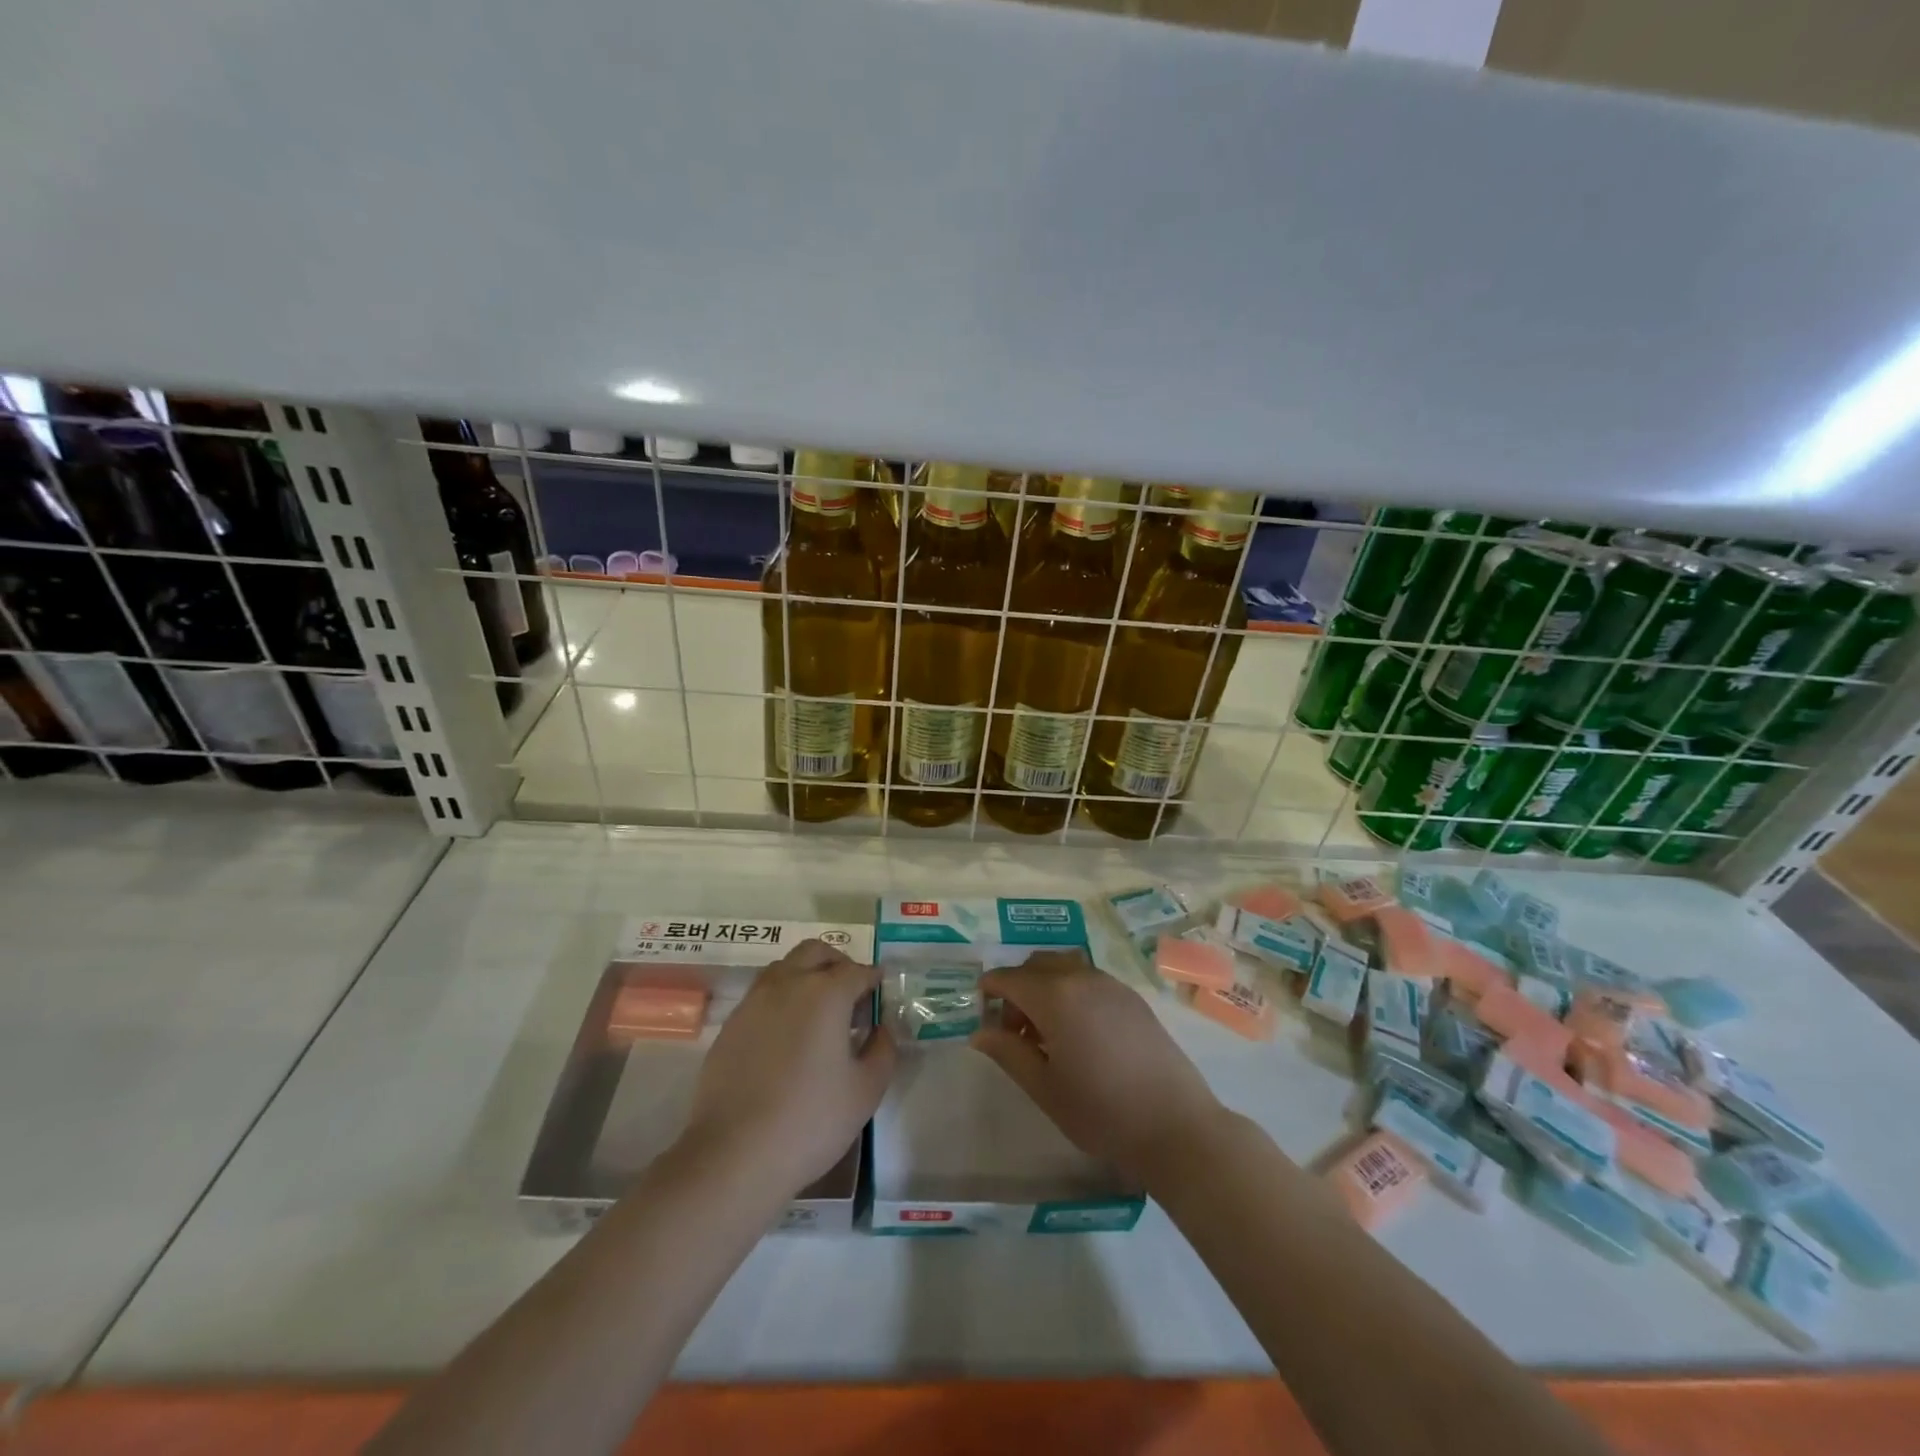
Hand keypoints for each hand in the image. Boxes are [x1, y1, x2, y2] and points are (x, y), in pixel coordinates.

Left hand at [682, 940, 894, 1195]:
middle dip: (839, 965)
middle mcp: (788, 984)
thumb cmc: (811, 1120)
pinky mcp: (731, 1025)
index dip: (874, 981)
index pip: (858, 971)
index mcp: (826, 993)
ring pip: (785, 968)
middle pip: (816, 953)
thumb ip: (883, 1049)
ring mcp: (753, 1002)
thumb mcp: (866, 1090)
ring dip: (807, 976)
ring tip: (819, 1015)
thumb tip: (881, 1028)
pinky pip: (762, 995)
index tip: (881, 999)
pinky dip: (782, 1000)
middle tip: (852, 996)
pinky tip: (788, 1038)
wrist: (734, 1155)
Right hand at [972, 952, 1229, 1188]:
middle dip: (1017, 987)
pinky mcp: (1133, 998)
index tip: (980, 1011)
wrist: (1175, 1126)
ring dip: (1045, 986)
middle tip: (1013, 1028)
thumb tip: (980, 1032)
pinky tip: (1078, 1032)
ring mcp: (1111, 985)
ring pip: (1065, 968)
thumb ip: (1009, 1053)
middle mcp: (1082, 978)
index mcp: (1055, 996)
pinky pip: (1089, 979)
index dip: (989, 990)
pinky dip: (1071, 991)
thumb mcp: (1045, 1087)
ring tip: (1046, 1031)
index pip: (1009, 978)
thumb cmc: (1101, 1112)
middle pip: (1037, 964)